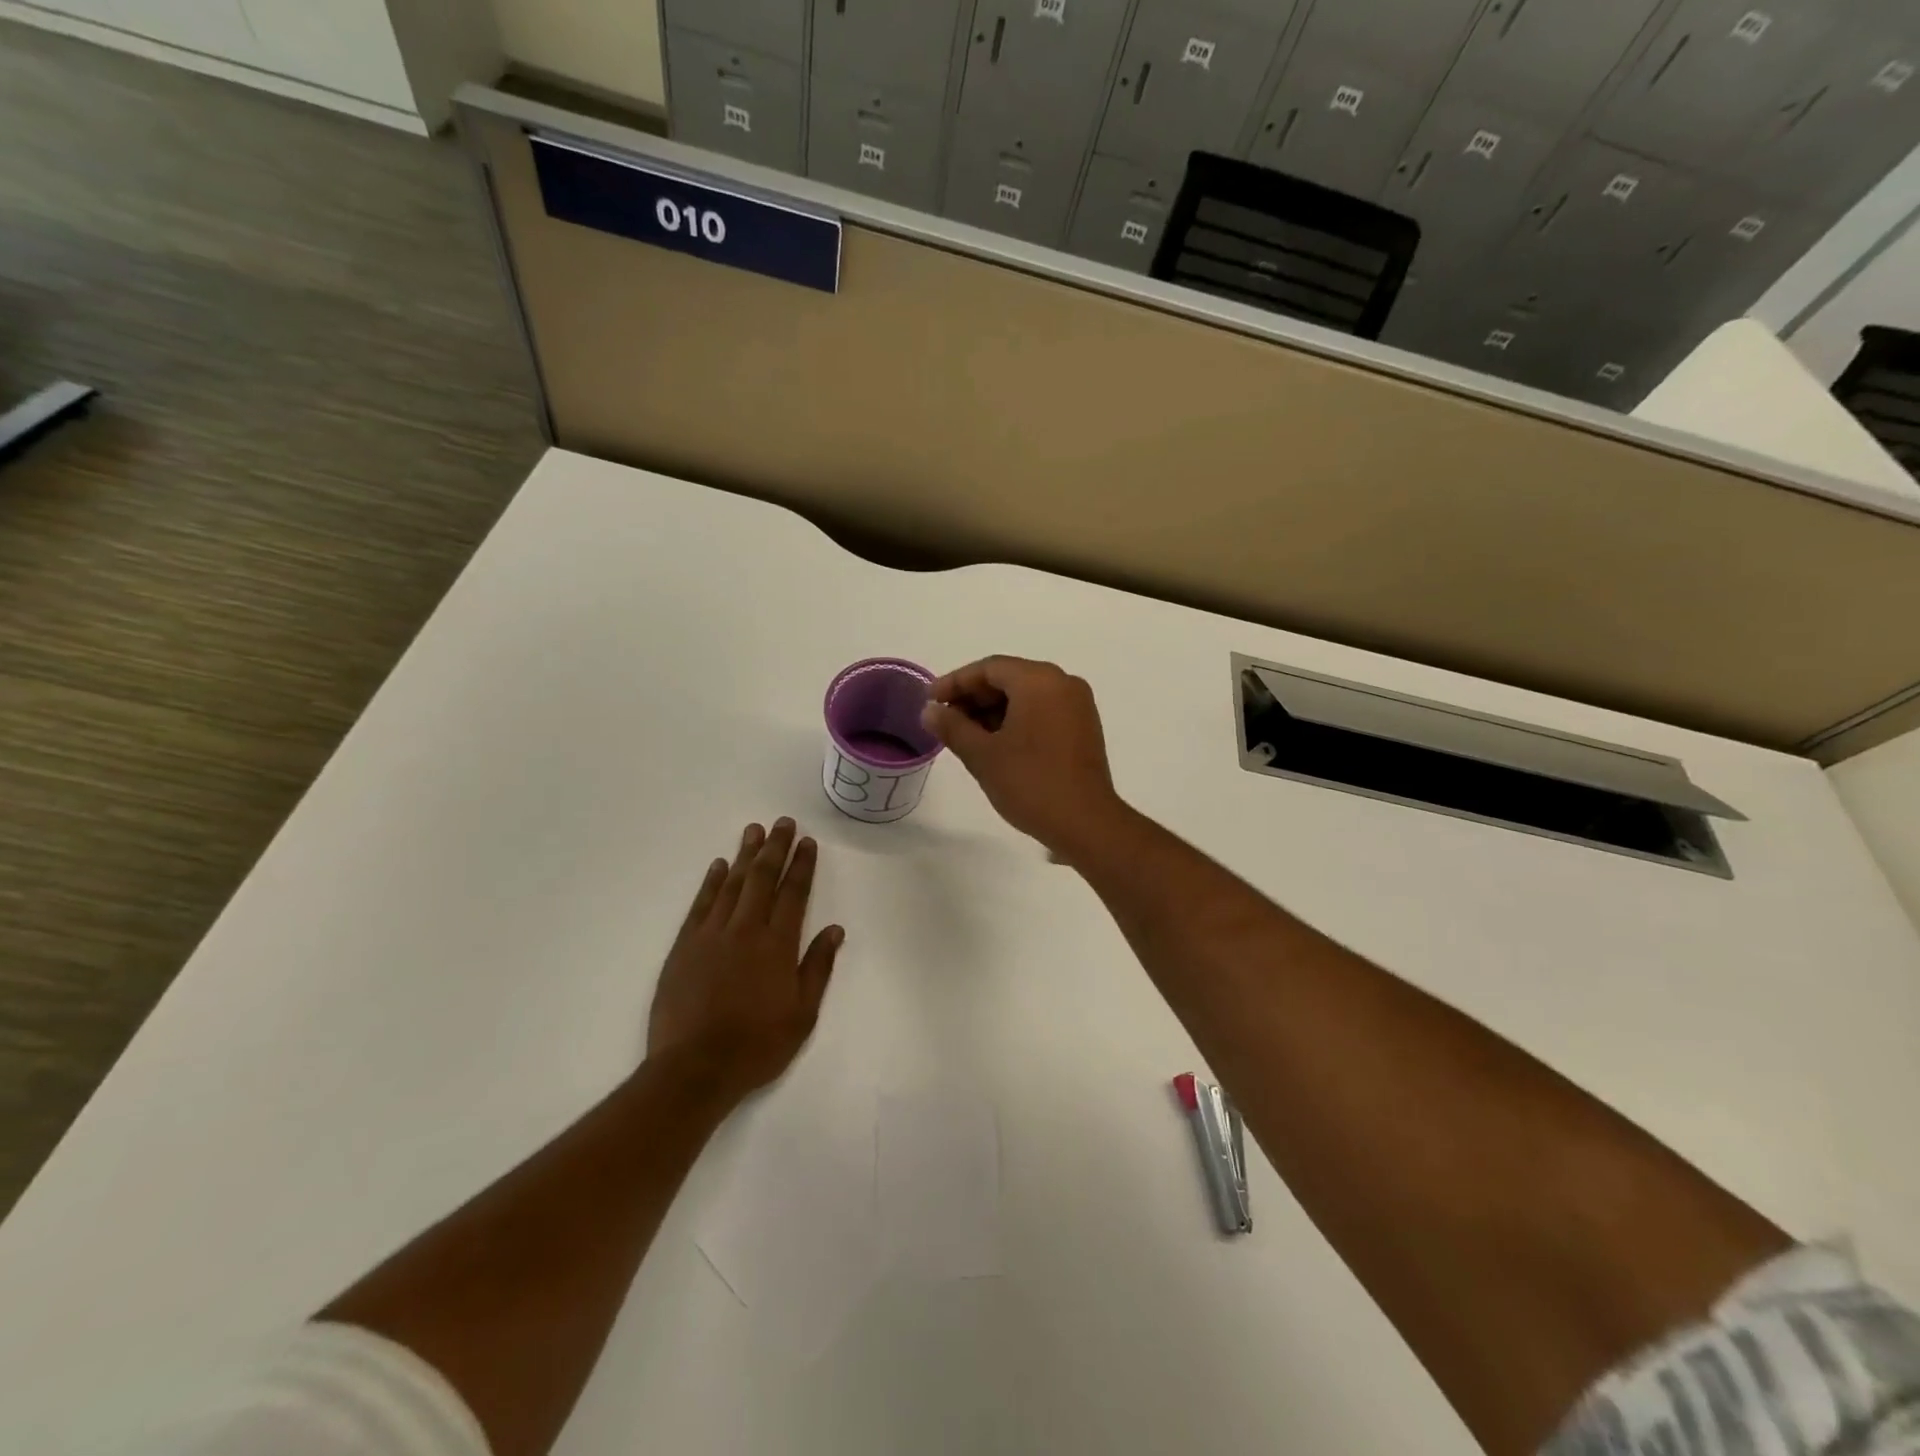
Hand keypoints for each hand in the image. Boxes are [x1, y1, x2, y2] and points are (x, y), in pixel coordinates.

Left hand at [647, 819, 843, 1101]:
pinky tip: (719, 865)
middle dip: (775, 848)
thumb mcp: (802, 1014)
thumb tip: (835, 930)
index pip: (793, 893)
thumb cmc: (757, 1045)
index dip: (802, 866)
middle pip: (762, 879)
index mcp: (777, 945)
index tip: (807, 842)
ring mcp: (711, 935)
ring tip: (754, 830)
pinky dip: (711, 881)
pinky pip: (701, 904)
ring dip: (745, 855)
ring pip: (731, 884)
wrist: (694, 1068)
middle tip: (783, 822)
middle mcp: (746, 930)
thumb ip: (818, 968)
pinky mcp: (685, 946)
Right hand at [920, 656, 1123, 854]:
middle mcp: (1063, 683)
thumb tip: (930, 711)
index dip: (955, 682)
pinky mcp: (1084, 727)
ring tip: (965, 736)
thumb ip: (952, 727)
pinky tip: (995, 743)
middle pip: (1009, 678)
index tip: (930, 701)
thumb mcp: (982, 755)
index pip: (989, 668)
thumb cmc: (1030, 783)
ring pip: (1026, 695)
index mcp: (1039, 681)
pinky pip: (1043, 710)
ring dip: (993, 710)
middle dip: (974, 697)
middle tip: (944, 720)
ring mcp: (1078, 705)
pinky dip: (1016, 719)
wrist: (1085, 823)